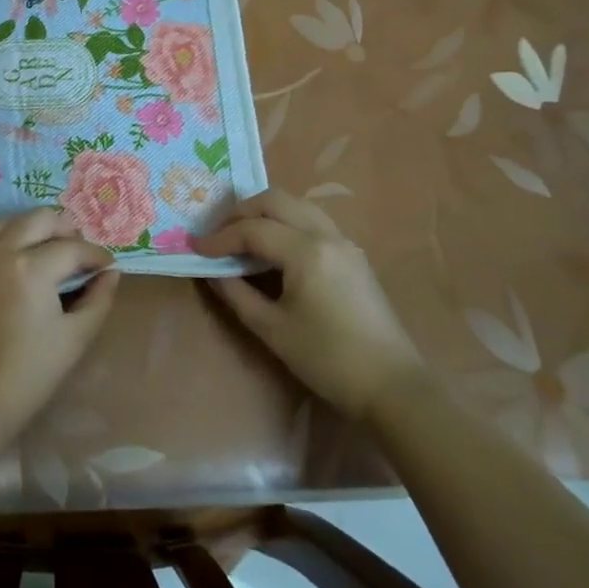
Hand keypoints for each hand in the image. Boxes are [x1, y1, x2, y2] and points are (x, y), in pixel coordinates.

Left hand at [0, 209, 119, 447]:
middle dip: (65, 228)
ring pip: (8, 222)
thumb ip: (99, 299)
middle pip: (39, 219)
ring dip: (34, 227)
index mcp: (32, 268)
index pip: (73, 248)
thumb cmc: (29, 374)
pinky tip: (18, 259)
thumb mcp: (75, 337)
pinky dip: (7, 239)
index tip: (108, 266)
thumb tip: (111, 273)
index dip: (96, 255)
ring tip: (50, 248)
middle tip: (79, 250)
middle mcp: (0, 252)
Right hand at [194, 189, 420, 418]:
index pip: (253, 229)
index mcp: (307, 251)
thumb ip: (237, 293)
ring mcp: (344, 242)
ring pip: (297, 205)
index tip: (196, 248)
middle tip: (218, 234)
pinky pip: (312, 221)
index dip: (220, 237)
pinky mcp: (353, 256)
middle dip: (241, 212)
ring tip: (241, 237)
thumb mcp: (272, 329)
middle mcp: (327, 235)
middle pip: (276, 200)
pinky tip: (273, 248)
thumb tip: (213, 271)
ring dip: (265, 213)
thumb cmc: (328, 359)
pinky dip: (286, 223)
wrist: (392, 387)